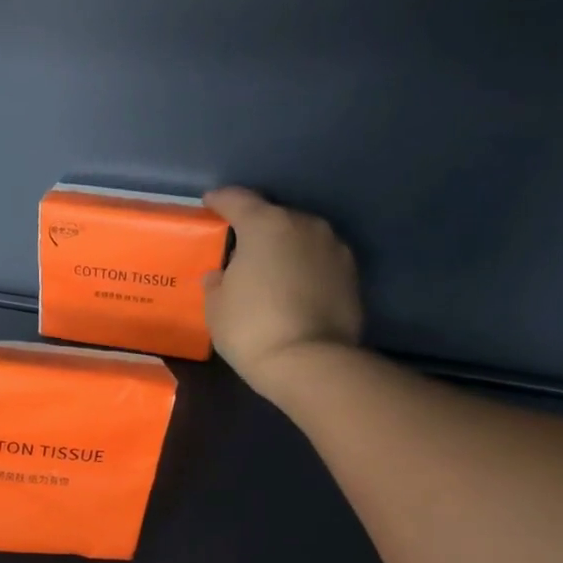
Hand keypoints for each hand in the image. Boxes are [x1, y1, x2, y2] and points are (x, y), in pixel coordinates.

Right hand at [202, 187, 363, 398]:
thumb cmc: (251, 329)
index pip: (238, 200)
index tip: (210, 203)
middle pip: (274, 218)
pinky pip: (318, 263)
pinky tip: (293, 291)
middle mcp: (304, 225)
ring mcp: (334, 248)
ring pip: (301, 240)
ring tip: (270, 273)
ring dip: (285, 250)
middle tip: (240, 251)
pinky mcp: (352, 274)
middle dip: (256, 230)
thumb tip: (221, 274)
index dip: (221, 201)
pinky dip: (304, 270)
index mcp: (266, 225)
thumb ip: (217, 282)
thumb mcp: (217, 307)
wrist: (309, 362)